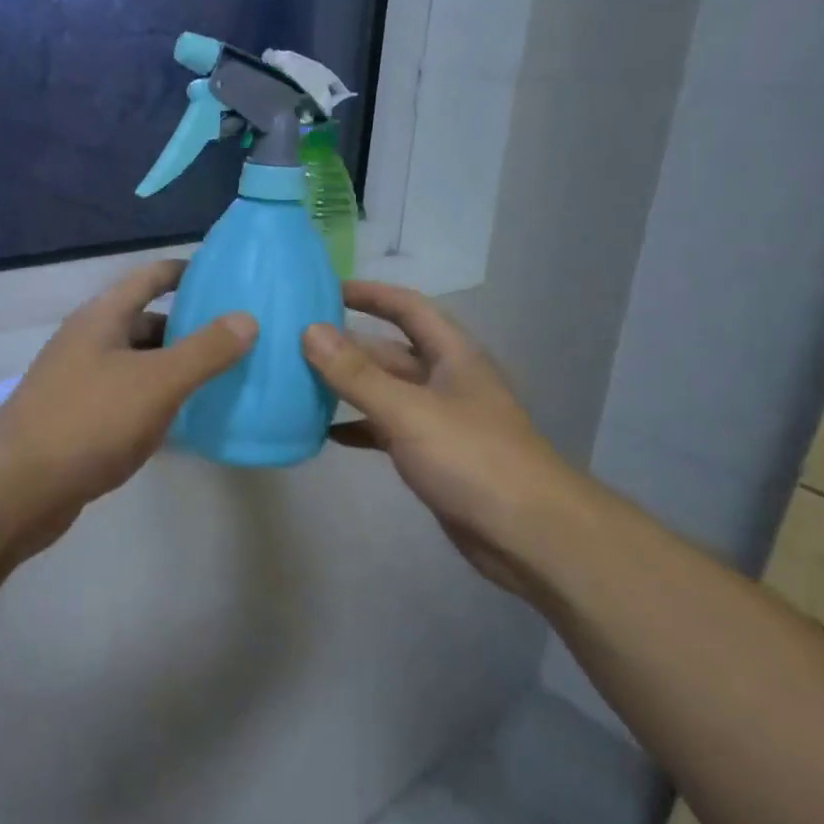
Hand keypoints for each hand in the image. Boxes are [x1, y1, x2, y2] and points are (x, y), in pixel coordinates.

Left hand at [0, 260, 256, 563]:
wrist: (19, 487)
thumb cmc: (90, 420)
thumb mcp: (157, 381)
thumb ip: (205, 350)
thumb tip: (247, 318)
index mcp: (102, 318)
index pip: (149, 278)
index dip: (184, 271)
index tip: (223, 276)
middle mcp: (89, 343)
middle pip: (145, 323)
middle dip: (188, 328)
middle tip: (236, 338)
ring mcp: (80, 383)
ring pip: (138, 365)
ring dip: (173, 369)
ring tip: (221, 379)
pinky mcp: (79, 421)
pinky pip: (128, 400)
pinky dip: (156, 403)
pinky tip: (185, 422)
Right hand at [303, 282, 589, 597]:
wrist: (528, 534)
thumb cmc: (472, 459)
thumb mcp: (409, 411)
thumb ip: (357, 374)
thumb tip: (310, 331)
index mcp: (452, 355)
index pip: (408, 308)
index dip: (370, 294)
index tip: (325, 290)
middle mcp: (446, 380)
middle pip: (390, 352)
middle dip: (347, 345)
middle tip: (295, 342)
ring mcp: (439, 419)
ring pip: (385, 392)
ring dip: (348, 386)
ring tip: (299, 382)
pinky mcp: (432, 455)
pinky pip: (386, 430)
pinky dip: (359, 427)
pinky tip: (324, 432)